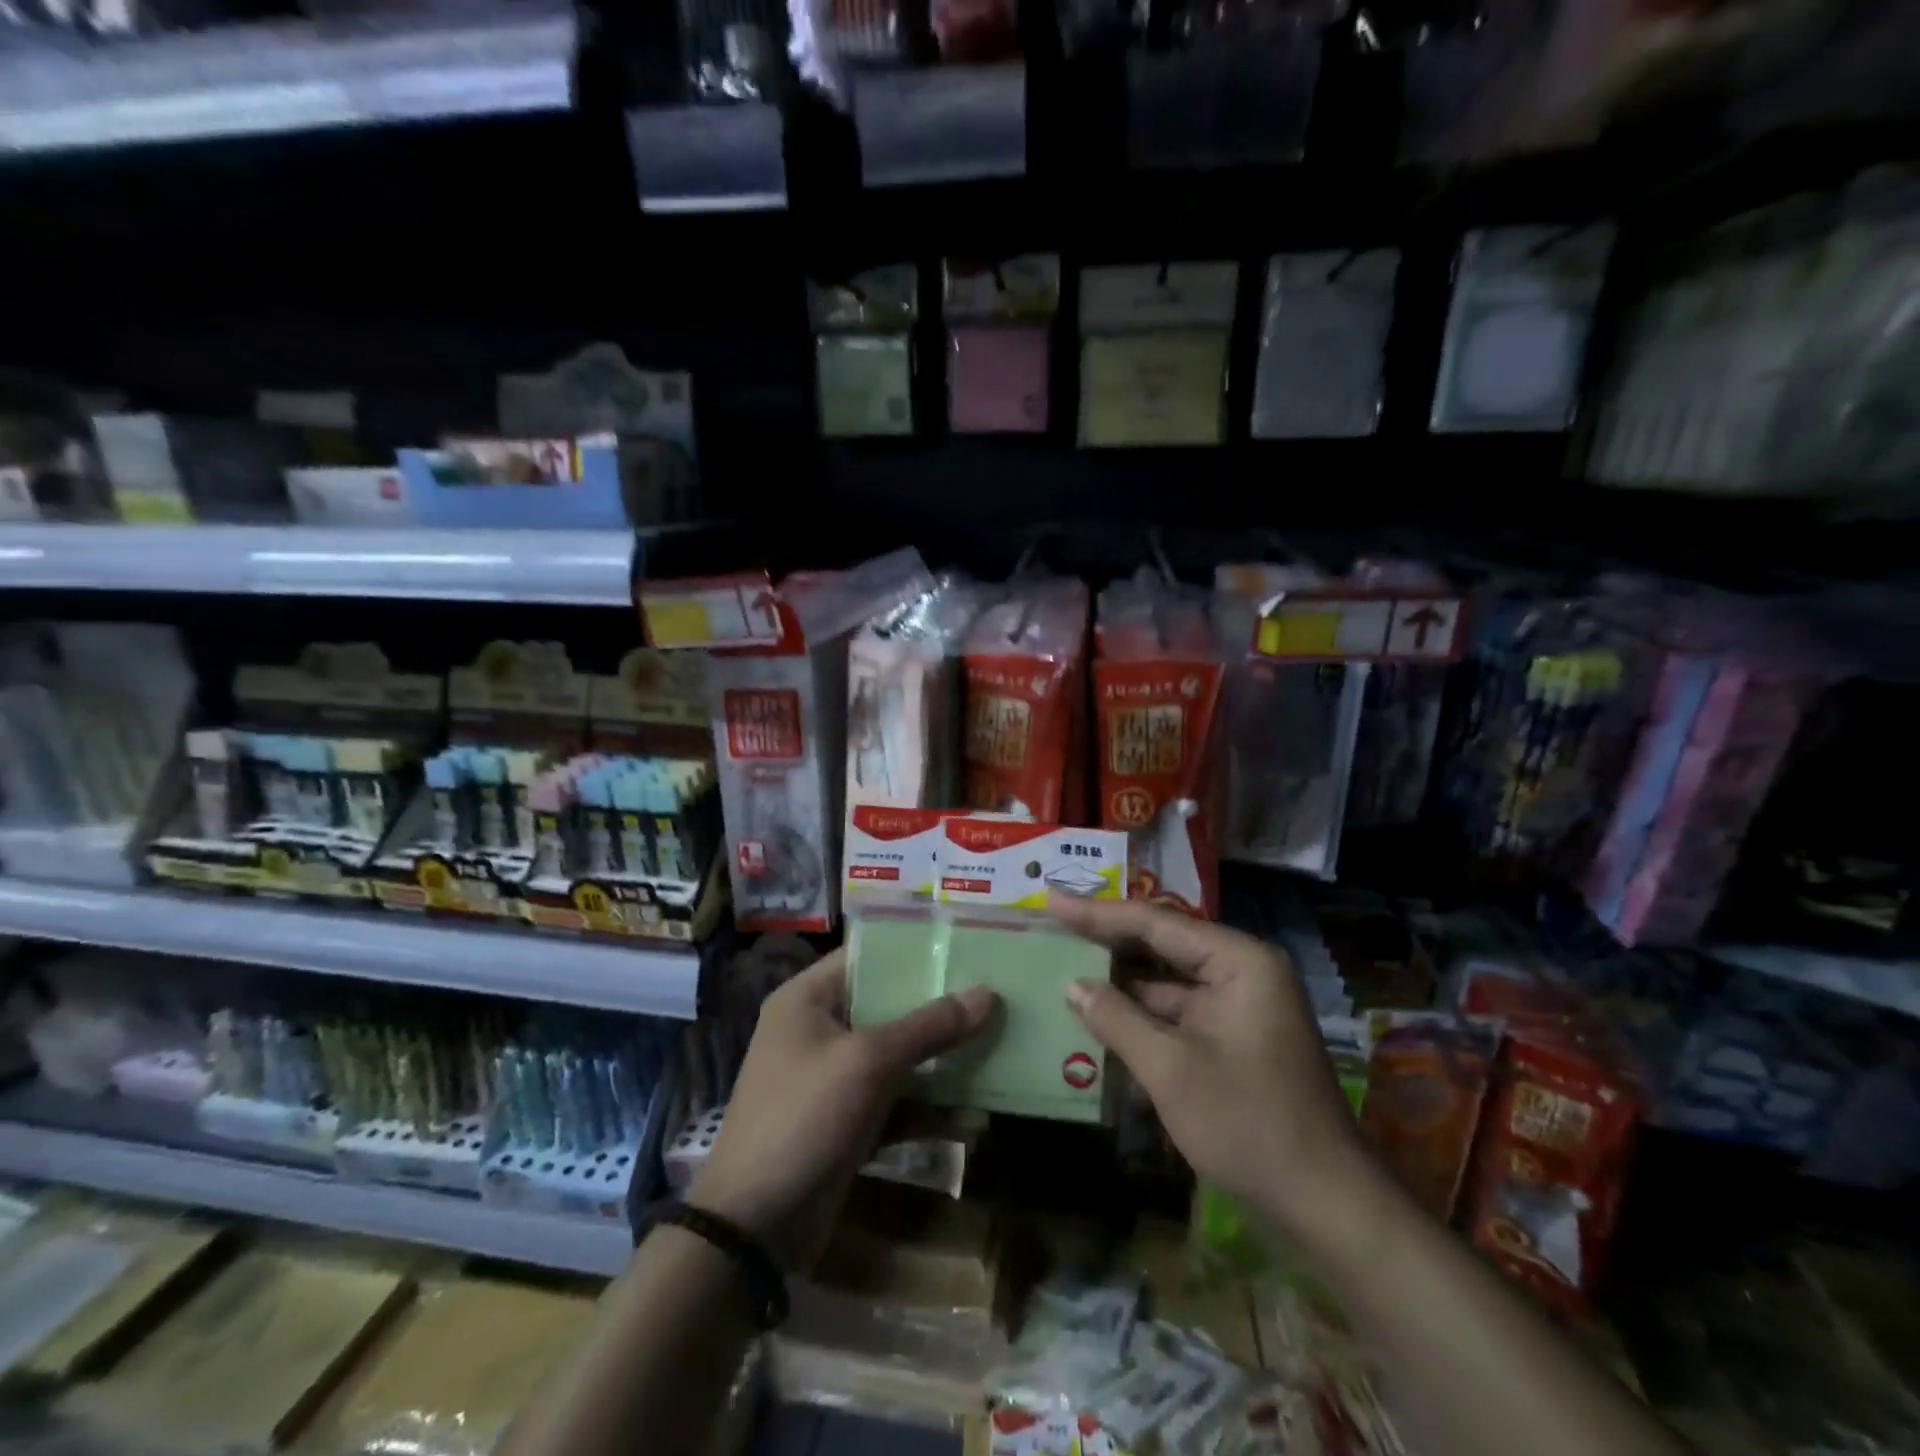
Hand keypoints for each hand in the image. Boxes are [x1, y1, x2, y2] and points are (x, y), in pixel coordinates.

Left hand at [689, 949, 996, 1271]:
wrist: (752, 1229)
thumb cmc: (803, 1118)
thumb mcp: (868, 1062)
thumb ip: (928, 1026)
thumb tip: (987, 993)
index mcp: (808, 999)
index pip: (868, 956)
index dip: (916, 950)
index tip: (967, 946)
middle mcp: (819, 1029)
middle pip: (888, 1006)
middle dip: (939, 1007)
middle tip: (995, 997)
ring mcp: (833, 1078)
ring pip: (898, 1056)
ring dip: (941, 1062)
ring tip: (997, 1052)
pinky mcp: (848, 1121)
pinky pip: (896, 1102)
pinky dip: (928, 1110)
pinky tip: (973, 1120)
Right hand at [1049, 896, 1377, 1249]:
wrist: (1325, 1206)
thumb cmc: (1248, 1123)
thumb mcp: (1170, 1069)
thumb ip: (1116, 1018)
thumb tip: (1071, 985)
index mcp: (1238, 961)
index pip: (1154, 923)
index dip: (1096, 913)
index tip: (1049, 900)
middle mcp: (1241, 973)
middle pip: (1161, 946)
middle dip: (1106, 942)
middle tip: (1051, 927)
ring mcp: (1238, 1008)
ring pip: (1166, 984)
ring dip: (1119, 983)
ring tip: (1063, 966)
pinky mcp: (1232, 1041)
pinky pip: (1176, 1015)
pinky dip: (1139, 1017)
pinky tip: (1098, 1017)